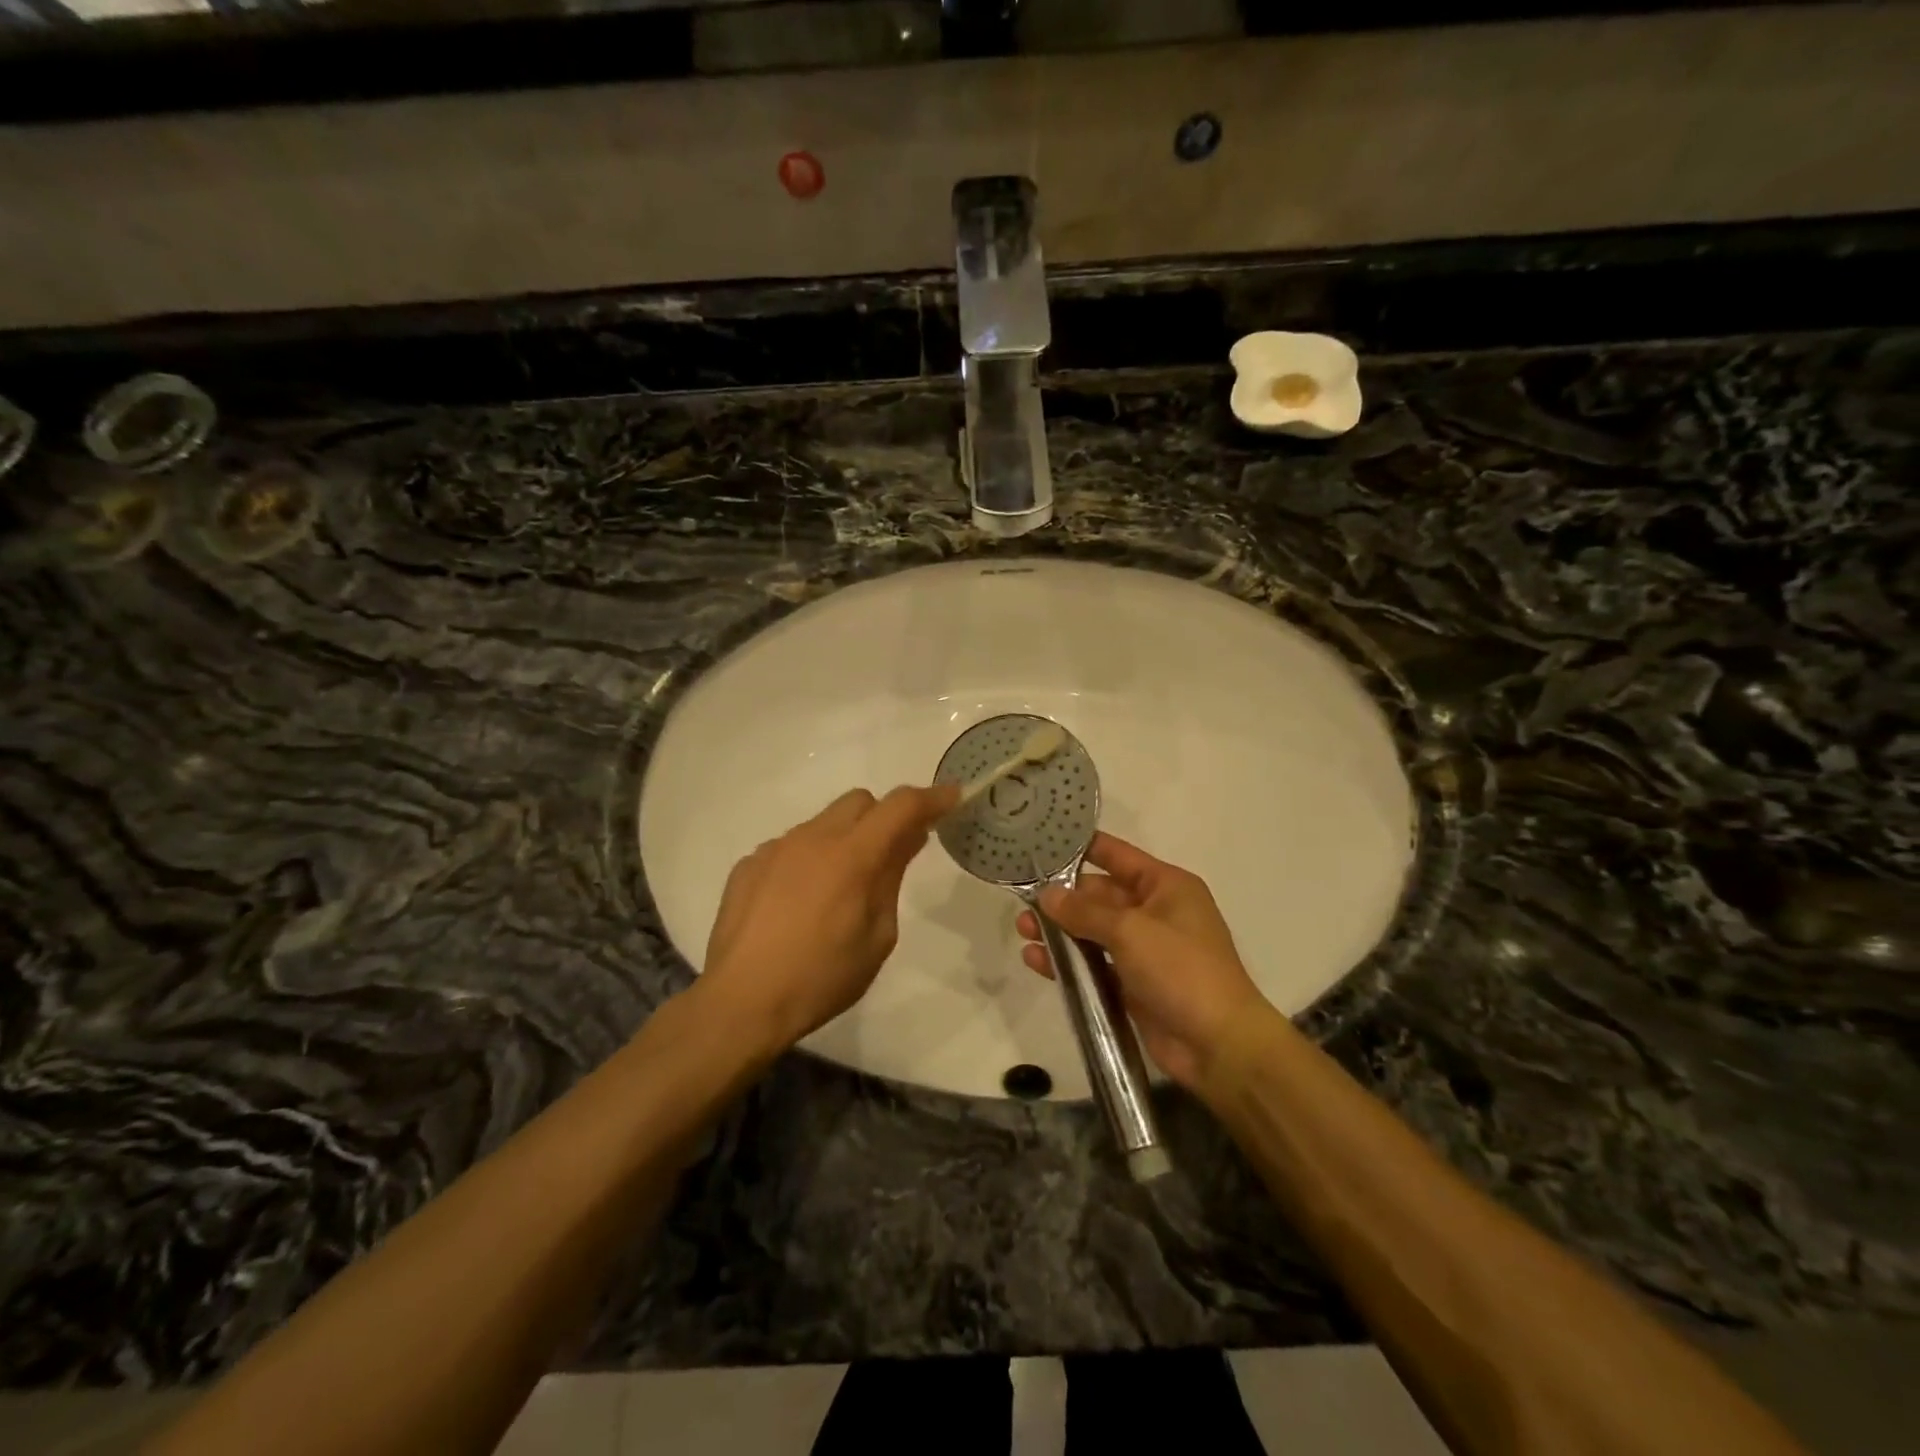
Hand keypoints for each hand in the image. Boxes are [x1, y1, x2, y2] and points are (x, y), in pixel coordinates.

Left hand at [698, 784, 958, 1053]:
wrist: (740, 1003)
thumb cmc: (821, 978)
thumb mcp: (877, 937)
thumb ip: (892, 879)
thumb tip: (907, 841)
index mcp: (851, 856)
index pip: (901, 806)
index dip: (931, 798)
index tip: (952, 798)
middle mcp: (812, 838)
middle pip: (859, 801)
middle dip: (884, 817)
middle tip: (891, 855)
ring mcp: (775, 848)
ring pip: (822, 822)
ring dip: (843, 839)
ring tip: (838, 890)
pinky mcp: (749, 864)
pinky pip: (790, 846)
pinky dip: (807, 860)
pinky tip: (798, 903)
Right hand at [1016, 832, 1266, 1093]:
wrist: (1218, 1045)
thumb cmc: (1181, 970)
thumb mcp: (1131, 931)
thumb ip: (1085, 911)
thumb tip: (1047, 894)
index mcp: (1166, 886)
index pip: (1117, 855)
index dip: (1082, 848)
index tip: (1042, 842)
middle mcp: (1155, 912)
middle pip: (1100, 895)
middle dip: (1062, 897)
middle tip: (1021, 899)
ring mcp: (1144, 950)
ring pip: (1093, 931)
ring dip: (1060, 930)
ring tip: (1023, 931)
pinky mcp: (1132, 984)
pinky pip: (1093, 964)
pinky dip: (1067, 961)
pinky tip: (1036, 960)